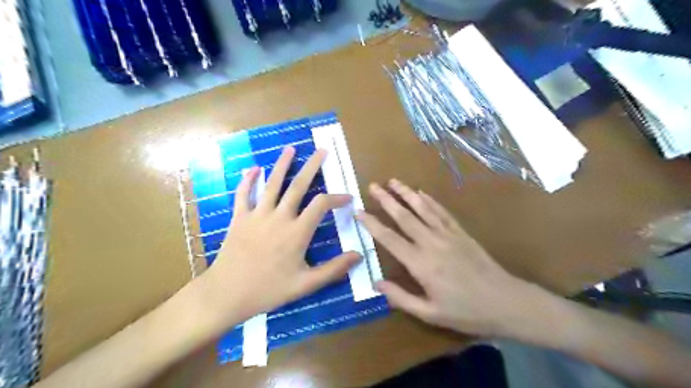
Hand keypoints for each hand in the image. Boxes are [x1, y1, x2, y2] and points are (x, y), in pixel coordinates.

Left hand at [199, 146, 362, 325]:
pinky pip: (244, 194)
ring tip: (291, 149)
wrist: (227, 294)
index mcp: (297, 232)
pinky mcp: (239, 218)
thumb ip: (333, 269)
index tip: (347, 198)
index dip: (337, 198)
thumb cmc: (269, 290)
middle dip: (312, 166)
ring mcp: (257, 215)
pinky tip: (253, 168)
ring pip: (272, 183)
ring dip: (282, 165)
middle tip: (321, 151)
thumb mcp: (306, 285)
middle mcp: (279, 217)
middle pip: (298, 185)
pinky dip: (248, 180)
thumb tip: (358, 255)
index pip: (321, 205)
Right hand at [362, 181, 551, 337]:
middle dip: (387, 200)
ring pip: (423, 209)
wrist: (507, 302)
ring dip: (407, 193)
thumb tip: (376, 283)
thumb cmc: (466, 312)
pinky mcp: (461, 232)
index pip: (390, 238)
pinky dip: (430, 200)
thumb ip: (401, 298)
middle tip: (372, 186)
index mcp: (421, 264)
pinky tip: (421, 192)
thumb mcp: (430, 314)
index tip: (359, 212)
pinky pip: (442, 212)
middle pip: (405, 217)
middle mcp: (432, 243)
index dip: (372, 224)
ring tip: (393, 181)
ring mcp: (448, 234)